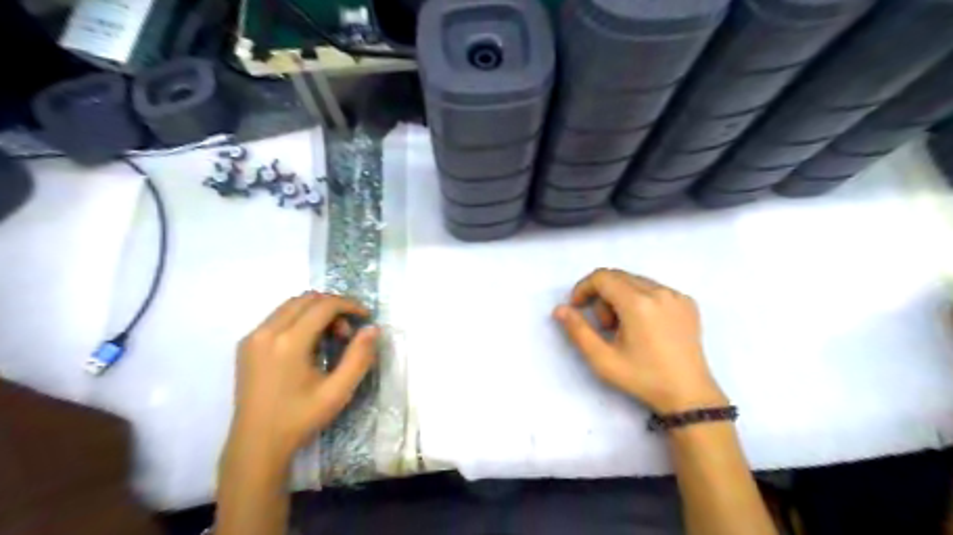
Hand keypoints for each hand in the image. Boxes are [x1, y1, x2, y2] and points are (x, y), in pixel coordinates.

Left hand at [226, 291, 380, 464]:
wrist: (256, 444)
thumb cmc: (300, 418)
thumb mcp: (338, 392)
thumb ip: (359, 357)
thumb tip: (373, 329)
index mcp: (289, 342)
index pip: (324, 306)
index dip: (349, 305)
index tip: (366, 317)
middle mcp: (267, 332)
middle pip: (307, 299)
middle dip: (333, 307)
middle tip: (347, 332)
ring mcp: (253, 337)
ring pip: (291, 305)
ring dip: (316, 311)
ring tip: (329, 337)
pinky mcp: (246, 344)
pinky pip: (278, 316)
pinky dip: (299, 319)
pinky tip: (308, 343)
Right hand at [556, 270, 727, 414]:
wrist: (689, 395)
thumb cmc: (642, 378)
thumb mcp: (603, 359)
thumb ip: (578, 331)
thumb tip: (560, 309)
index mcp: (638, 303)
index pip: (602, 277)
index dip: (583, 288)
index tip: (577, 308)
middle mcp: (659, 291)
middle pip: (618, 276)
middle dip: (602, 295)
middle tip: (604, 326)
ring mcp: (676, 296)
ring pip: (636, 281)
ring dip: (621, 297)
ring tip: (625, 329)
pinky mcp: (687, 302)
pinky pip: (654, 289)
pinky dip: (640, 300)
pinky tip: (644, 326)